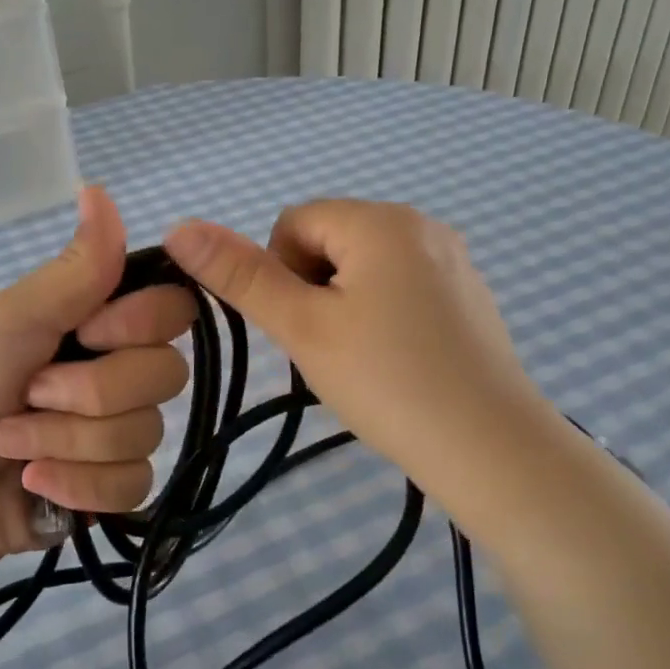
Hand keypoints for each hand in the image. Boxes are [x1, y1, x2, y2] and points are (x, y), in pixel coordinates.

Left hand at [0, 186, 196, 571]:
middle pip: (165, 375)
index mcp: (101, 324)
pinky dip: (77, 484)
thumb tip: (99, 189)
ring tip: (12, 443)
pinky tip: (35, 482)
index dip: (140, 324)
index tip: (87, 332)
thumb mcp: (13, 320)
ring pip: (146, 433)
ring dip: (67, 441)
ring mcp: (119, 432)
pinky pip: (134, 482)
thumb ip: (75, 269)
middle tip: (30, 393)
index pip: (173, 310)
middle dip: (88, 392)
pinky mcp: (113, 487)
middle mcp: (120, 372)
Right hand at [163, 200, 551, 491]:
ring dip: (344, 304)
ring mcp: (453, 260)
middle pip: (331, 240)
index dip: (279, 274)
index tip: (301, 328)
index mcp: (382, 220)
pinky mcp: (469, 296)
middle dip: (313, 288)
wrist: (490, 448)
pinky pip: (402, 287)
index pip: (294, 222)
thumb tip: (180, 227)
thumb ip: (241, 276)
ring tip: (362, 360)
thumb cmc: (386, 381)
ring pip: (365, 267)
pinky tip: (397, 363)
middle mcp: (423, 224)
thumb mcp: (302, 327)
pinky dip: (383, 316)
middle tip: (329, 348)